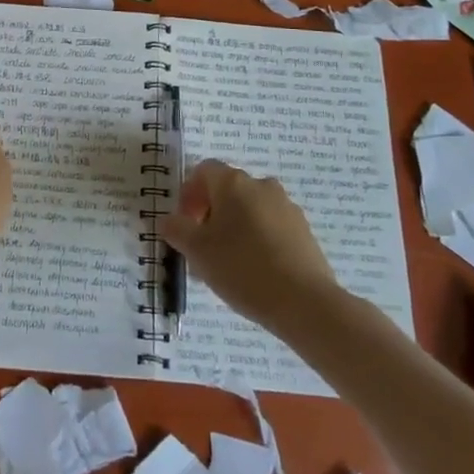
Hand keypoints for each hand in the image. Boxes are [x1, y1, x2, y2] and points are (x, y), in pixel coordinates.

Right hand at [161, 160, 341, 331]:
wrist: (304, 302)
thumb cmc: (242, 268)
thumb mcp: (196, 251)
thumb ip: (176, 230)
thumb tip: (169, 220)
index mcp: (233, 183)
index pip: (203, 171)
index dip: (189, 193)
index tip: (185, 223)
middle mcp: (261, 185)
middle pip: (227, 190)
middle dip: (210, 214)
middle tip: (202, 248)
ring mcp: (287, 207)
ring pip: (250, 210)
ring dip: (234, 228)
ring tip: (227, 265)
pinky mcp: (304, 231)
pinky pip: (271, 227)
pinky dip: (257, 240)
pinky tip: (254, 272)